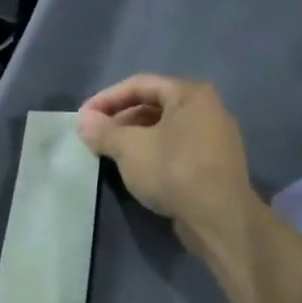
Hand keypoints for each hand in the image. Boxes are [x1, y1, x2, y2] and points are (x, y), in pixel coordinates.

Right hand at [77, 75, 250, 226]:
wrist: (218, 218)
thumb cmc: (173, 170)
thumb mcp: (129, 148)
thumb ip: (103, 131)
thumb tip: (83, 121)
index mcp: (190, 94)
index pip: (139, 84)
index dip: (106, 98)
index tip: (83, 117)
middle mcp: (207, 109)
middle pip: (153, 105)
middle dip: (119, 118)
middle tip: (94, 135)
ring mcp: (213, 138)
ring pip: (163, 129)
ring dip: (133, 137)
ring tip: (109, 153)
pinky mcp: (213, 165)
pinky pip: (175, 148)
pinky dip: (151, 153)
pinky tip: (134, 170)